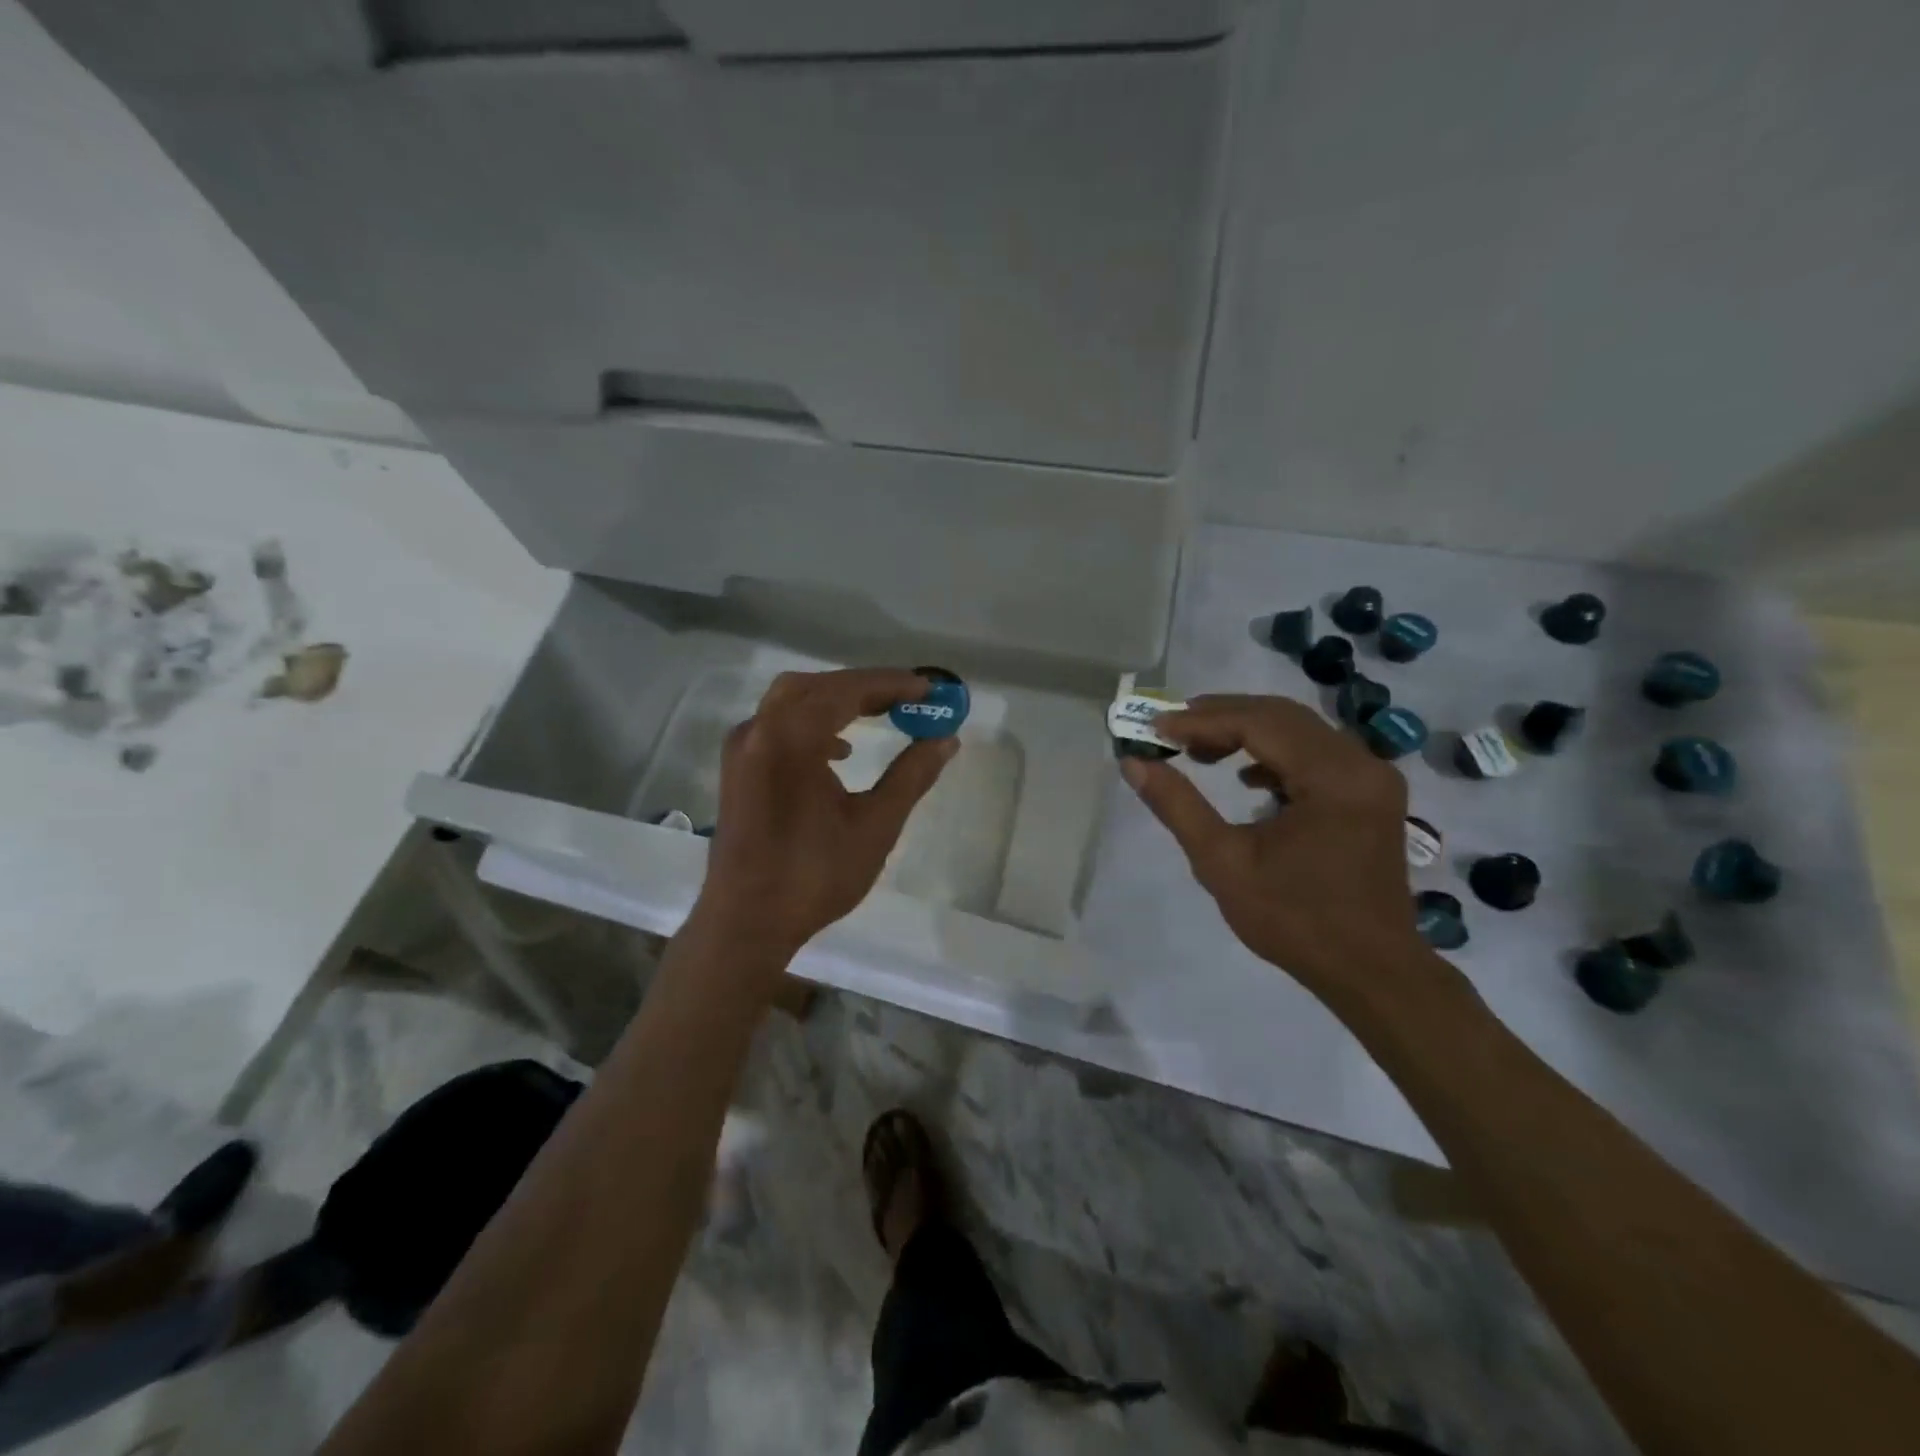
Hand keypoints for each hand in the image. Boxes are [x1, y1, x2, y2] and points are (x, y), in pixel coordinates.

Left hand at [695, 668, 957, 960]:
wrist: (746, 923)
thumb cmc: (814, 875)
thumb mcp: (875, 825)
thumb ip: (911, 776)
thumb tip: (946, 740)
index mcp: (790, 739)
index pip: (846, 690)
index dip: (891, 684)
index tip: (928, 688)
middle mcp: (759, 731)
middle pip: (816, 687)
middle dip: (864, 687)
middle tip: (907, 698)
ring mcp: (742, 750)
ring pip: (792, 701)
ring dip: (837, 701)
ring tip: (880, 715)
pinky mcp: (737, 769)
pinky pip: (777, 725)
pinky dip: (812, 723)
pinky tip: (840, 752)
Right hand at [1118, 694, 1427, 1003]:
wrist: (1370, 971)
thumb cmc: (1294, 920)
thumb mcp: (1223, 863)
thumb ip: (1178, 806)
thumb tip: (1134, 763)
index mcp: (1332, 777)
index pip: (1259, 723)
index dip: (1201, 721)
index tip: (1155, 729)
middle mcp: (1360, 764)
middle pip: (1281, 716)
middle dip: (1222, 716)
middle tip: (1172, 729)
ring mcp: (1371, 778)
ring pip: (1299, 730)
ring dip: (1247, 731)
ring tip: (1199, 749)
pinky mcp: (1369, 795)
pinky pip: (1316, 753)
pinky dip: (1275, 753)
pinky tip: (1245, 778)